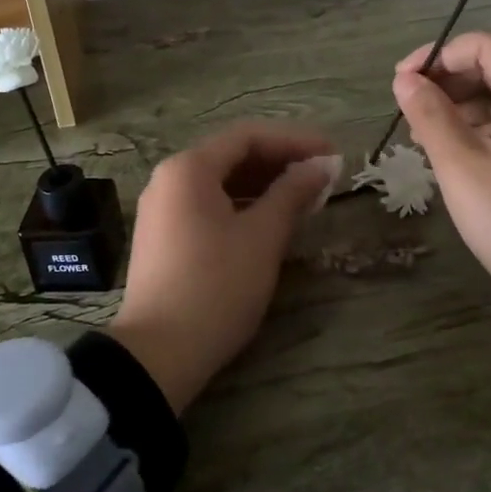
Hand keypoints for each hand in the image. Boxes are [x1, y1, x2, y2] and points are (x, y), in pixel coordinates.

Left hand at [111, 123, 336, 413]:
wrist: (158, 354)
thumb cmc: (215, 286)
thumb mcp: (262, 237)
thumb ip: (292, 193)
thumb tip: (323, 164)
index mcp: (189, 168)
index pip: (248, 136)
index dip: (294, 141)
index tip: (332, 153)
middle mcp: (169, 178)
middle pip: (232, 156)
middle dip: (280, 162)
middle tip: (323, 176)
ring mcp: (161, 208)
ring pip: (220, 182)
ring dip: (263, 185)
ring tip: (304, 199)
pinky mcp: (162, 236)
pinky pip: (207, 205)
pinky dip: (242, 206)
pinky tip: (270, 221)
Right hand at [392, 32, 490, 356]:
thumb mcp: (462, 167)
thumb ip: (429, 114)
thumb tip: (405, 79)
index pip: (483, 46)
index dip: (437, 57)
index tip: (400, 85)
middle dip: (448, 84)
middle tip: (410, 116)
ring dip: (465, 109)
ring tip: (428, 141)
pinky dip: (488, 131)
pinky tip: (463, 160)